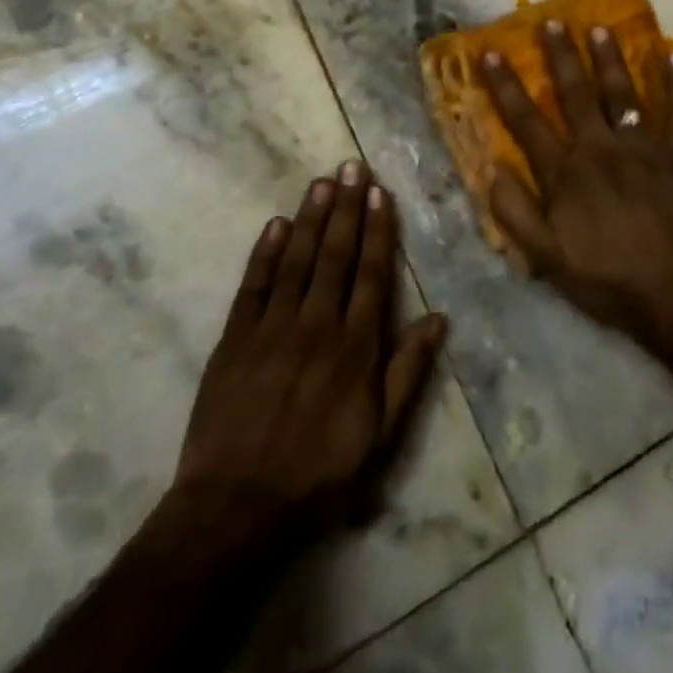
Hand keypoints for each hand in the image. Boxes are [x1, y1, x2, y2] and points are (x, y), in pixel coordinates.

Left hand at [158, 162, 447, 563]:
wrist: (237, 507)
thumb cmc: (319, 472)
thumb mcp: (381, 432)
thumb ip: (409, 371)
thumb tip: (439, 318)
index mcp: (355, 346)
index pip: (372, 273)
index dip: (377, 230)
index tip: (379, 193)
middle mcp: (317, 325)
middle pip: (335, 255)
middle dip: (345, 208)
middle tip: (351, 166)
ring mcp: (272, 329)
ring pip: (296, 260)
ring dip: (310, 218)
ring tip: (321, 182)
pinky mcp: (234, 340)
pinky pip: (252, 287)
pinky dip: (264, 253)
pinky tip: (275, 224)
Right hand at [481, 20, 672, 341]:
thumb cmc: (607, 279)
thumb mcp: (547, 259)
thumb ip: (515, 213)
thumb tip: (491, 169)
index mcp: (565, 173)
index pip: (526, 121)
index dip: (505, 86)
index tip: (491, 53)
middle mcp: (600, 148)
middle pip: (575, 94)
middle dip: (561, 56)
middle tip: (552, 22)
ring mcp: (642, 147)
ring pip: (622, 93)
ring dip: (610, 59)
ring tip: (600, 28)